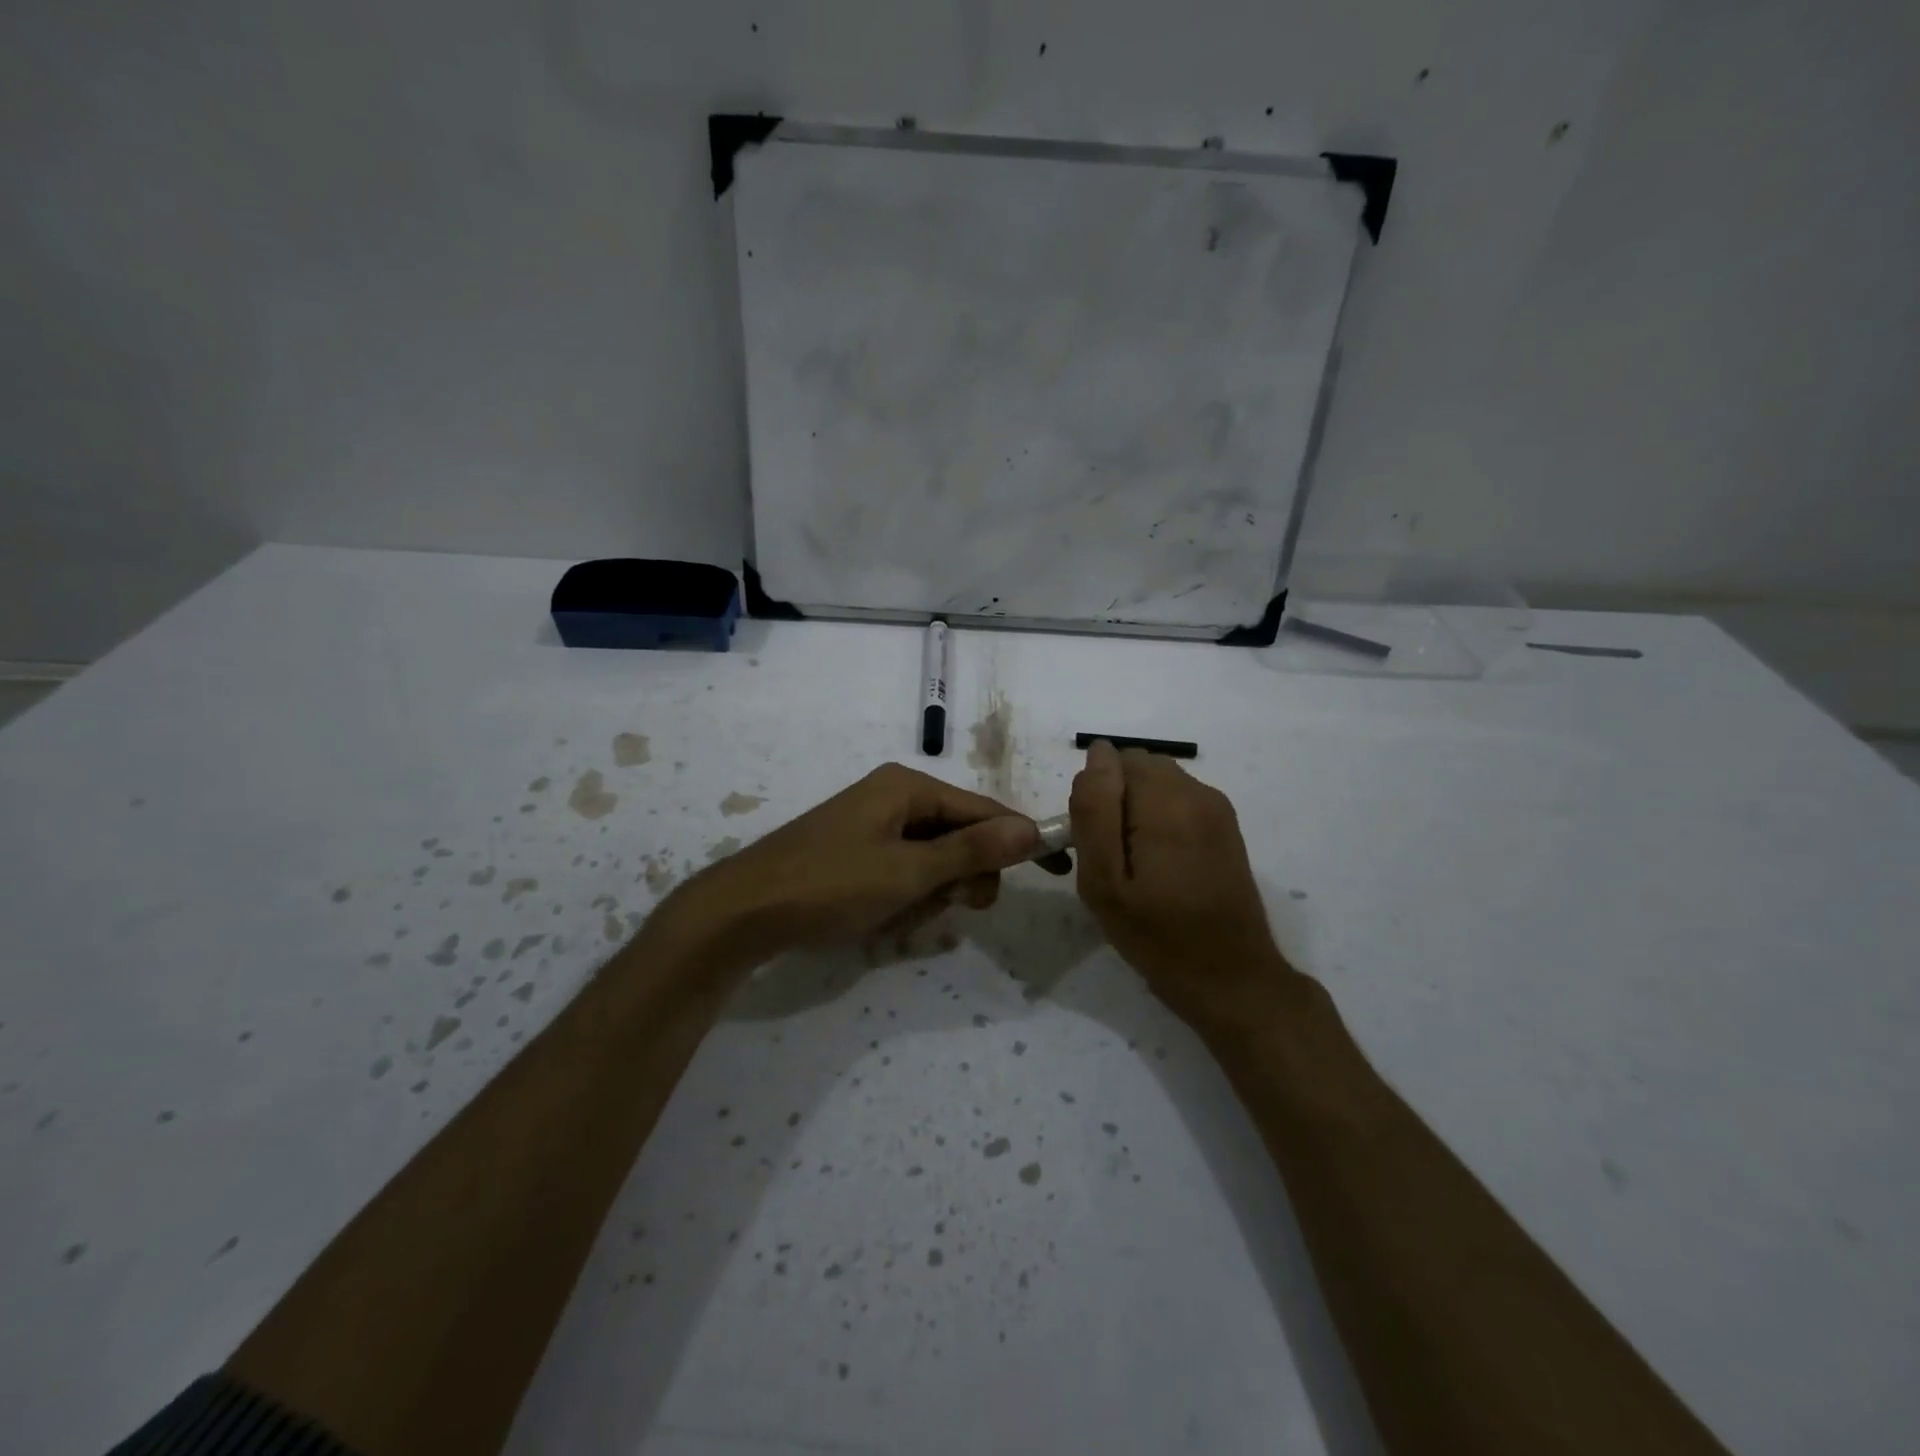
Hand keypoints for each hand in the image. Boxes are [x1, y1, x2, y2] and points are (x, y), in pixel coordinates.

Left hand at [669, 763, 1039, 965]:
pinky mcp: (855, 855)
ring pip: (932, 863)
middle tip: (949, 907)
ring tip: (897, 918)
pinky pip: (902, 874)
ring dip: (928, 896)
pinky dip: (902, 900)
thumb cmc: (829, 885)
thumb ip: (971, 851)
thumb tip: (1031, 829)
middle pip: (958, 837)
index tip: (1056, 870)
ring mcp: (871, 827)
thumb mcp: (907, 871)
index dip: (1019, 840)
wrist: (742, 912)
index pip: (983, 810)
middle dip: (960, 878)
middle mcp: (893, 798)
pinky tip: (878, 921)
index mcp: (907, 787)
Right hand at [1070, 741, 1288, 1024]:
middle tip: (1112, 857)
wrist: (1232, 978)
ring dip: (1137, 808)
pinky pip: (1178, 800)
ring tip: (1135, 864)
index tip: (1095, 842)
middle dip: (1116, 798)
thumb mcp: (1105, 883)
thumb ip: (1094, 811)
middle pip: (1138, 766)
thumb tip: (1097, 754)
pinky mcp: (1226, 826)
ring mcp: (1217, 808)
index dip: (1095, 795)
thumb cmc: (1158, 937)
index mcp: (1167, 803)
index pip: (1114, 759)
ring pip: (1158, 781)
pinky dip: (1159, 819)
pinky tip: (1161, 866)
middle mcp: (1197, 793)